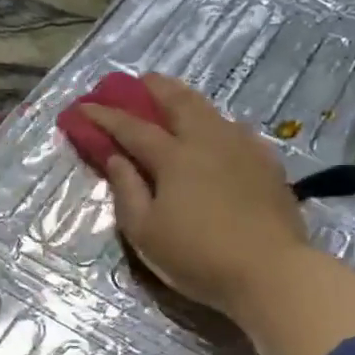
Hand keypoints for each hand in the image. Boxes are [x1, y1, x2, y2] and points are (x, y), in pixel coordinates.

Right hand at [82, 74, 309, 317]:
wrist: (271, 272)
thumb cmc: (198, 257)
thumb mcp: (146, 233)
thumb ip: (127, 191)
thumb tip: (116, 158)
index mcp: (174, 157)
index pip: (132, 128)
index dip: (105, 117)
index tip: (83, 107)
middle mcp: (208, 140)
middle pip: (178, 101)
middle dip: (153, 88)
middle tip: (137, 82)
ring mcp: (243, 148)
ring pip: (211, 111)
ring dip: (186, 99)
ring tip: (175, 99)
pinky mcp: (267, 163)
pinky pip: (236, 130)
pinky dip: (216, 123)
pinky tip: (218, 133)